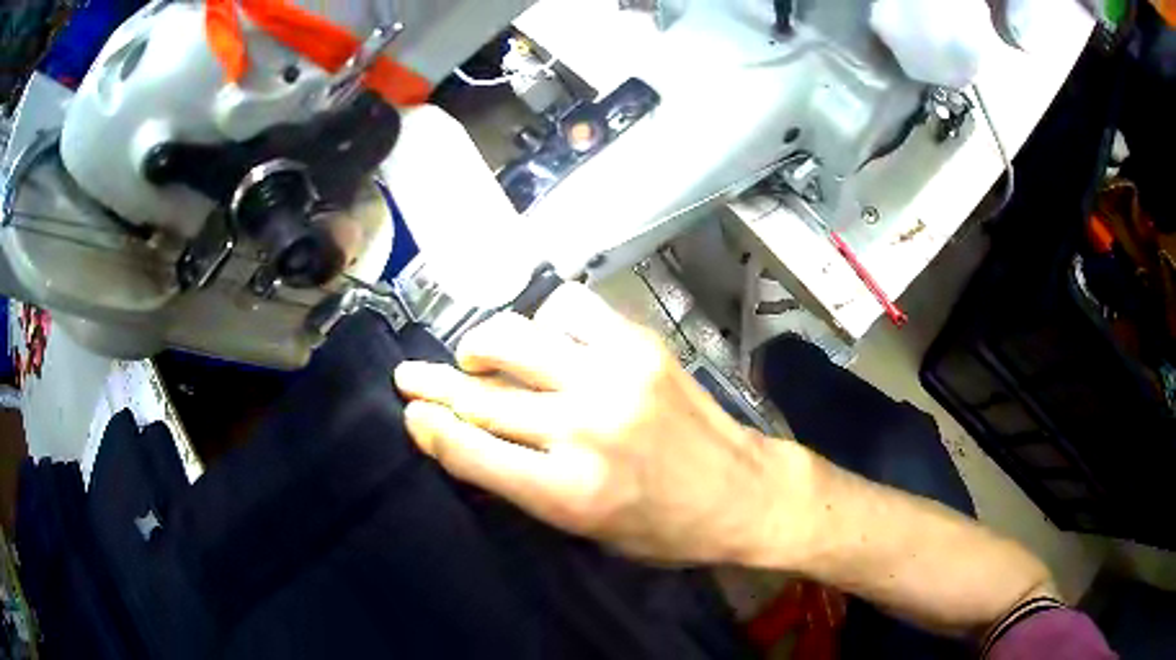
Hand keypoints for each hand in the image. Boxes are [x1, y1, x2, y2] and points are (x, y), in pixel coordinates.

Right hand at [394, 284, 803, 563]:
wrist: (742, 493)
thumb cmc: (664, 529)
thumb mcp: (585, 531)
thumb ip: (525, 485)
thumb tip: (469, 437)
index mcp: (567, 492)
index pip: (471, 450)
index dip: (430, 428)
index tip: (411, 414)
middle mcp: (583, 428)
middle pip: (482, 395)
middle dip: (432, 384)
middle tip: (409, 375)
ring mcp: (613, 377)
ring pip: (515, 338)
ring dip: (481, 344)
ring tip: (475, 354)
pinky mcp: (640, 346)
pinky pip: (571, 311)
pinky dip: (544, 321)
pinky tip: (541, 335)